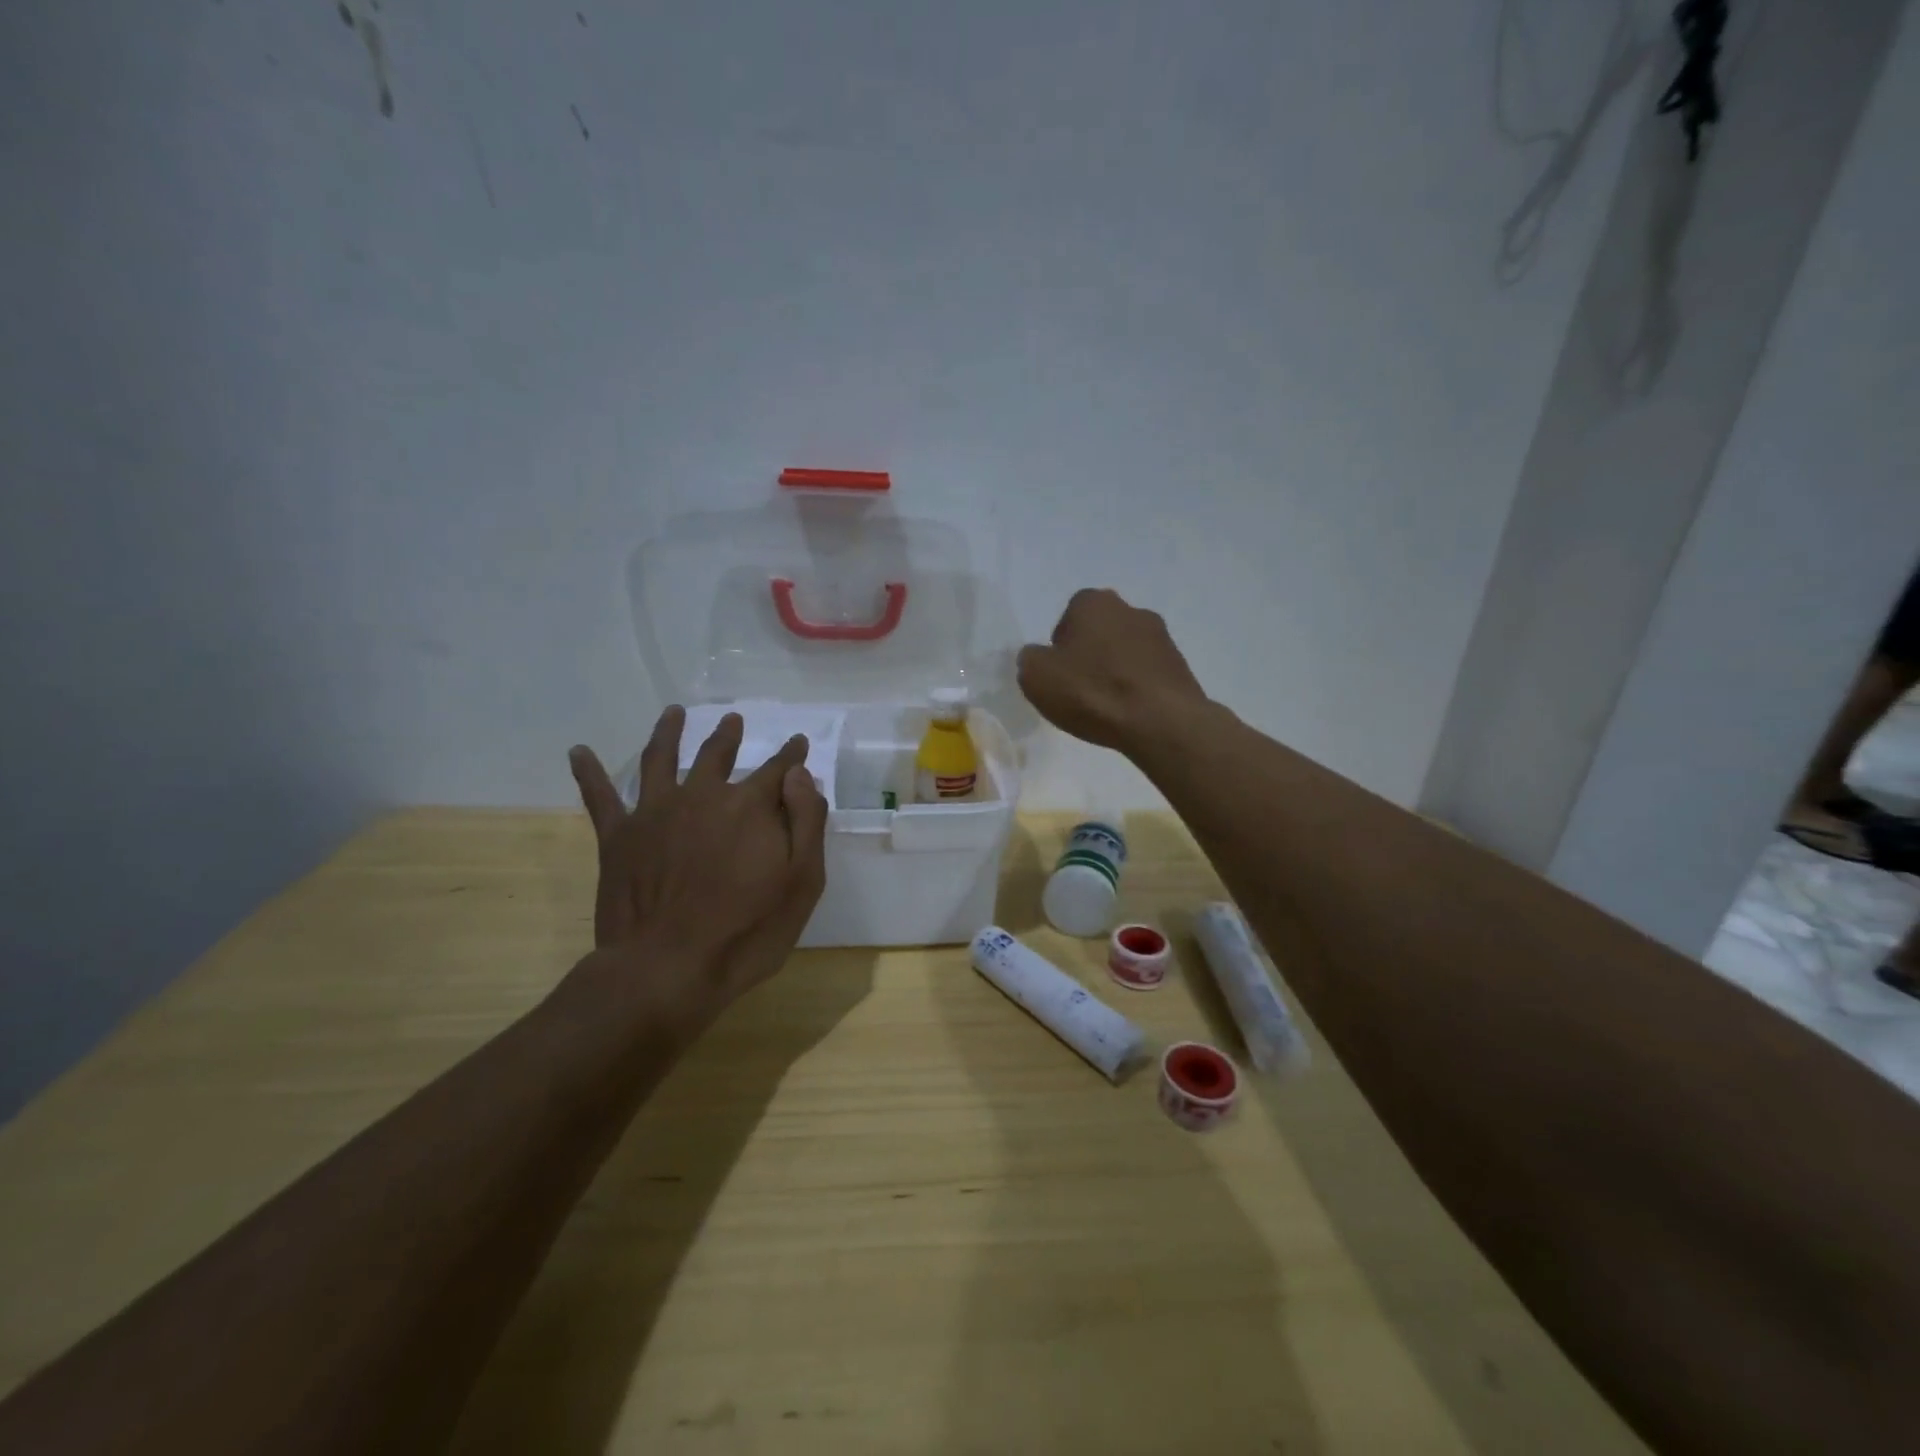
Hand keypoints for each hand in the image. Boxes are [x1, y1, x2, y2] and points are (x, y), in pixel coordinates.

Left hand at [568, 707, 828, 1012]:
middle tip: (733, 721)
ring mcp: (655, 813)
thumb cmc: (746, 932)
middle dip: (729, 736)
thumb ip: (806, 823)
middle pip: (717, 755)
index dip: (792, 755)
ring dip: (668, 731)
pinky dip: (588, 772)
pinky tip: (578, 752)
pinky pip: (599, 797)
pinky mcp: (618, 837)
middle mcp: (702, 796)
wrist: (667, 969)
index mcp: (749, 807)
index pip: (778, 769)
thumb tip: (800, 776)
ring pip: (661, 759)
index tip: (799, 744)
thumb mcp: (802, 882)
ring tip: (673, 713)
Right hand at [1017, 589, 1208, 753]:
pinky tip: (1129, 713)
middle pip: (1100, 632)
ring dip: (1115, 671)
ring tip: (1106, 706)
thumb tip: (1037, 657)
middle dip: (1090, 655)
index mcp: (1094, 603)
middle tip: (1079, 689)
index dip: (1060, 646)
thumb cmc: (1092, 692)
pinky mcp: (1180, 666)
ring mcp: (1162, 637)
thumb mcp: (1036, 677)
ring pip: (1126, 652)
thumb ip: (1030, 659)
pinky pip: (1147, 674)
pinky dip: (1137, 688)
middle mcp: (1131, 609)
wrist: (1160, 722)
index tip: (1058, 673)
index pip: (1069, 616)